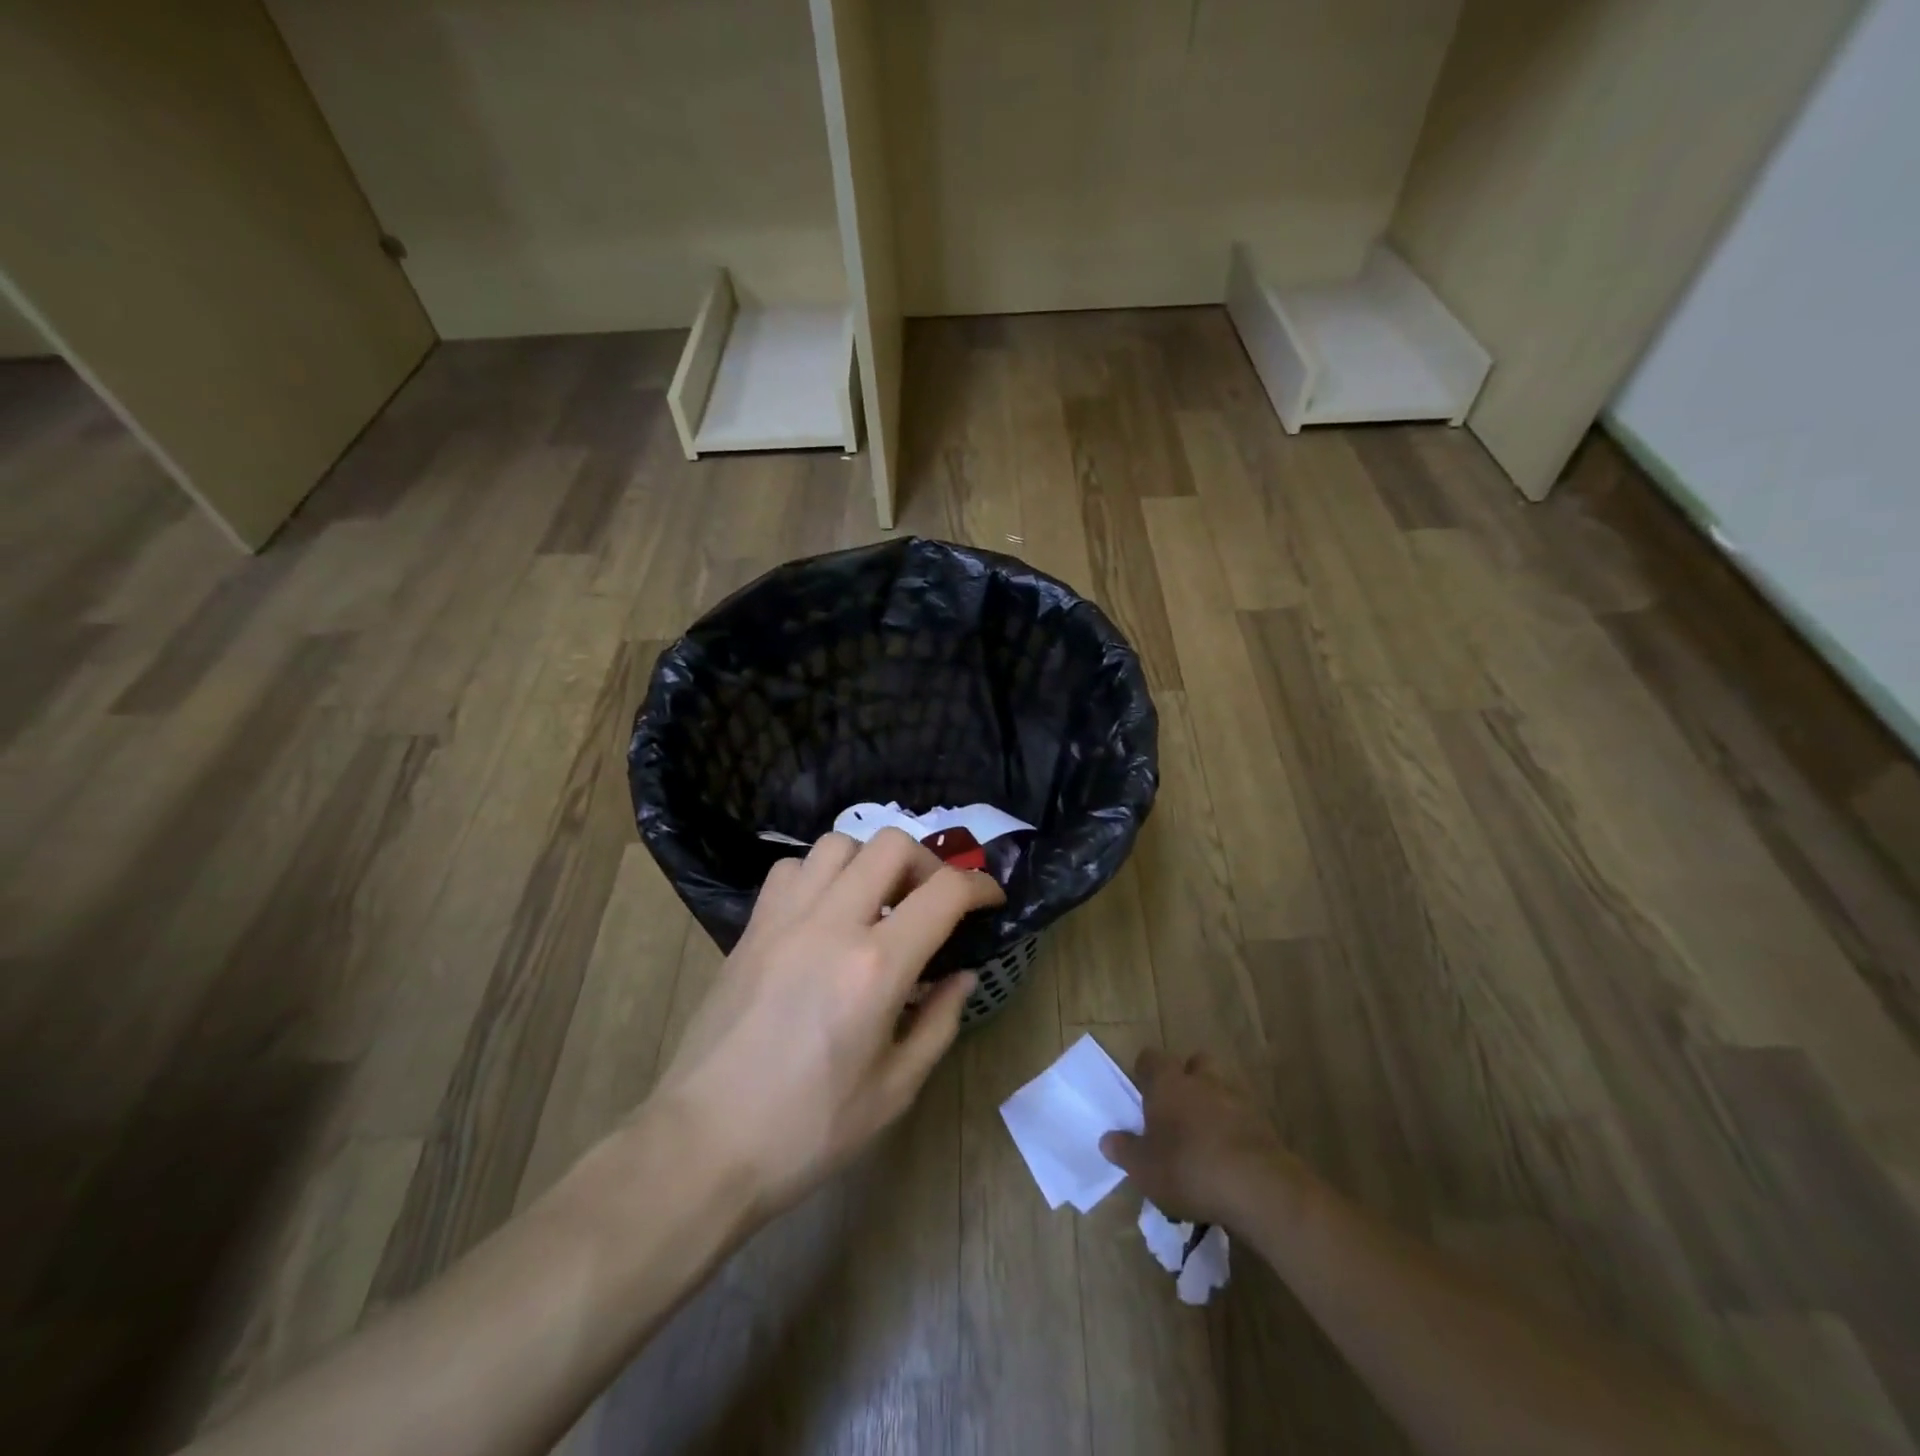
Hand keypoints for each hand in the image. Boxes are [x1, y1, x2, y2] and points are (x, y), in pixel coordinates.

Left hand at [652, 828, 1003, 1216]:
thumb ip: (939, 1022)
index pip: (944, 893)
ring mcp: (785, 919)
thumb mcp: (895, 1089)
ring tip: (879, 902)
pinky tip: (825, 913)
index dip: (980, 886)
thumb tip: (962, 975)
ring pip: (838, 844)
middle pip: (891, 844)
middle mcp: (832, 924)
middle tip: (934, 901)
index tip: (991, 898)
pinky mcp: (752, 928)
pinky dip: (820, 875)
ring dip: (871, 862)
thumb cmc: (808, 1129)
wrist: (704, 1143)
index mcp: (876, 967)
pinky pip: (792, 869)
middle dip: (927, 863)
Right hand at [1098, 1048, 1299, 1227]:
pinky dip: (1234, 1129)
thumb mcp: (1143, 1168)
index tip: (1141, 1090)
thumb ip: (1125, 1150)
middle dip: (1187, 1078)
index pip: (1151, 1059)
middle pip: (1194, 1063)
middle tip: (1177, 1107)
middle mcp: (1201, 1081)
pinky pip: (1242, 1117)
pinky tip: (1228, 1157)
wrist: (1256, 1187)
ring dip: (1213, 1104)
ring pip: (1221, 1088)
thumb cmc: (1187, 1168)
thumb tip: (1107, 1139)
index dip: (1145, 1071)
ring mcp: (1236, 1099)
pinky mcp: (1263, 1124)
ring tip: (1204, 1136)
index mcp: (1167, 1083)